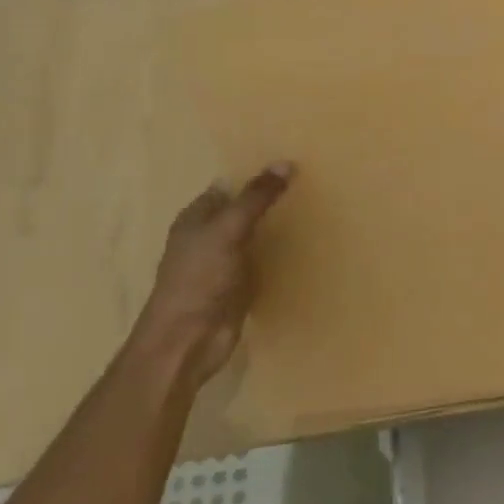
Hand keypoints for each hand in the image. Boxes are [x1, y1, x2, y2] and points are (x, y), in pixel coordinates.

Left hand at [129, 163, 294, 391]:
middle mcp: (208, 237)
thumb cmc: (199, 278)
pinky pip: (263, 263)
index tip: (291, 166)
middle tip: (310, 186)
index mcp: (195, 218)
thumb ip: (255, 198)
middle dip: (269, 201)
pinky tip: (304, 249)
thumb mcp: (228, 229)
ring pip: (255, 237)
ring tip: (315, 211)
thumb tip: (285, 163)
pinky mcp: (238, 288)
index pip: (228, 187)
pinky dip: (279, 256)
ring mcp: (223, 264)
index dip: (254, 176)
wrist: (187, 340)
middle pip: (243, 211)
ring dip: (277, 229)